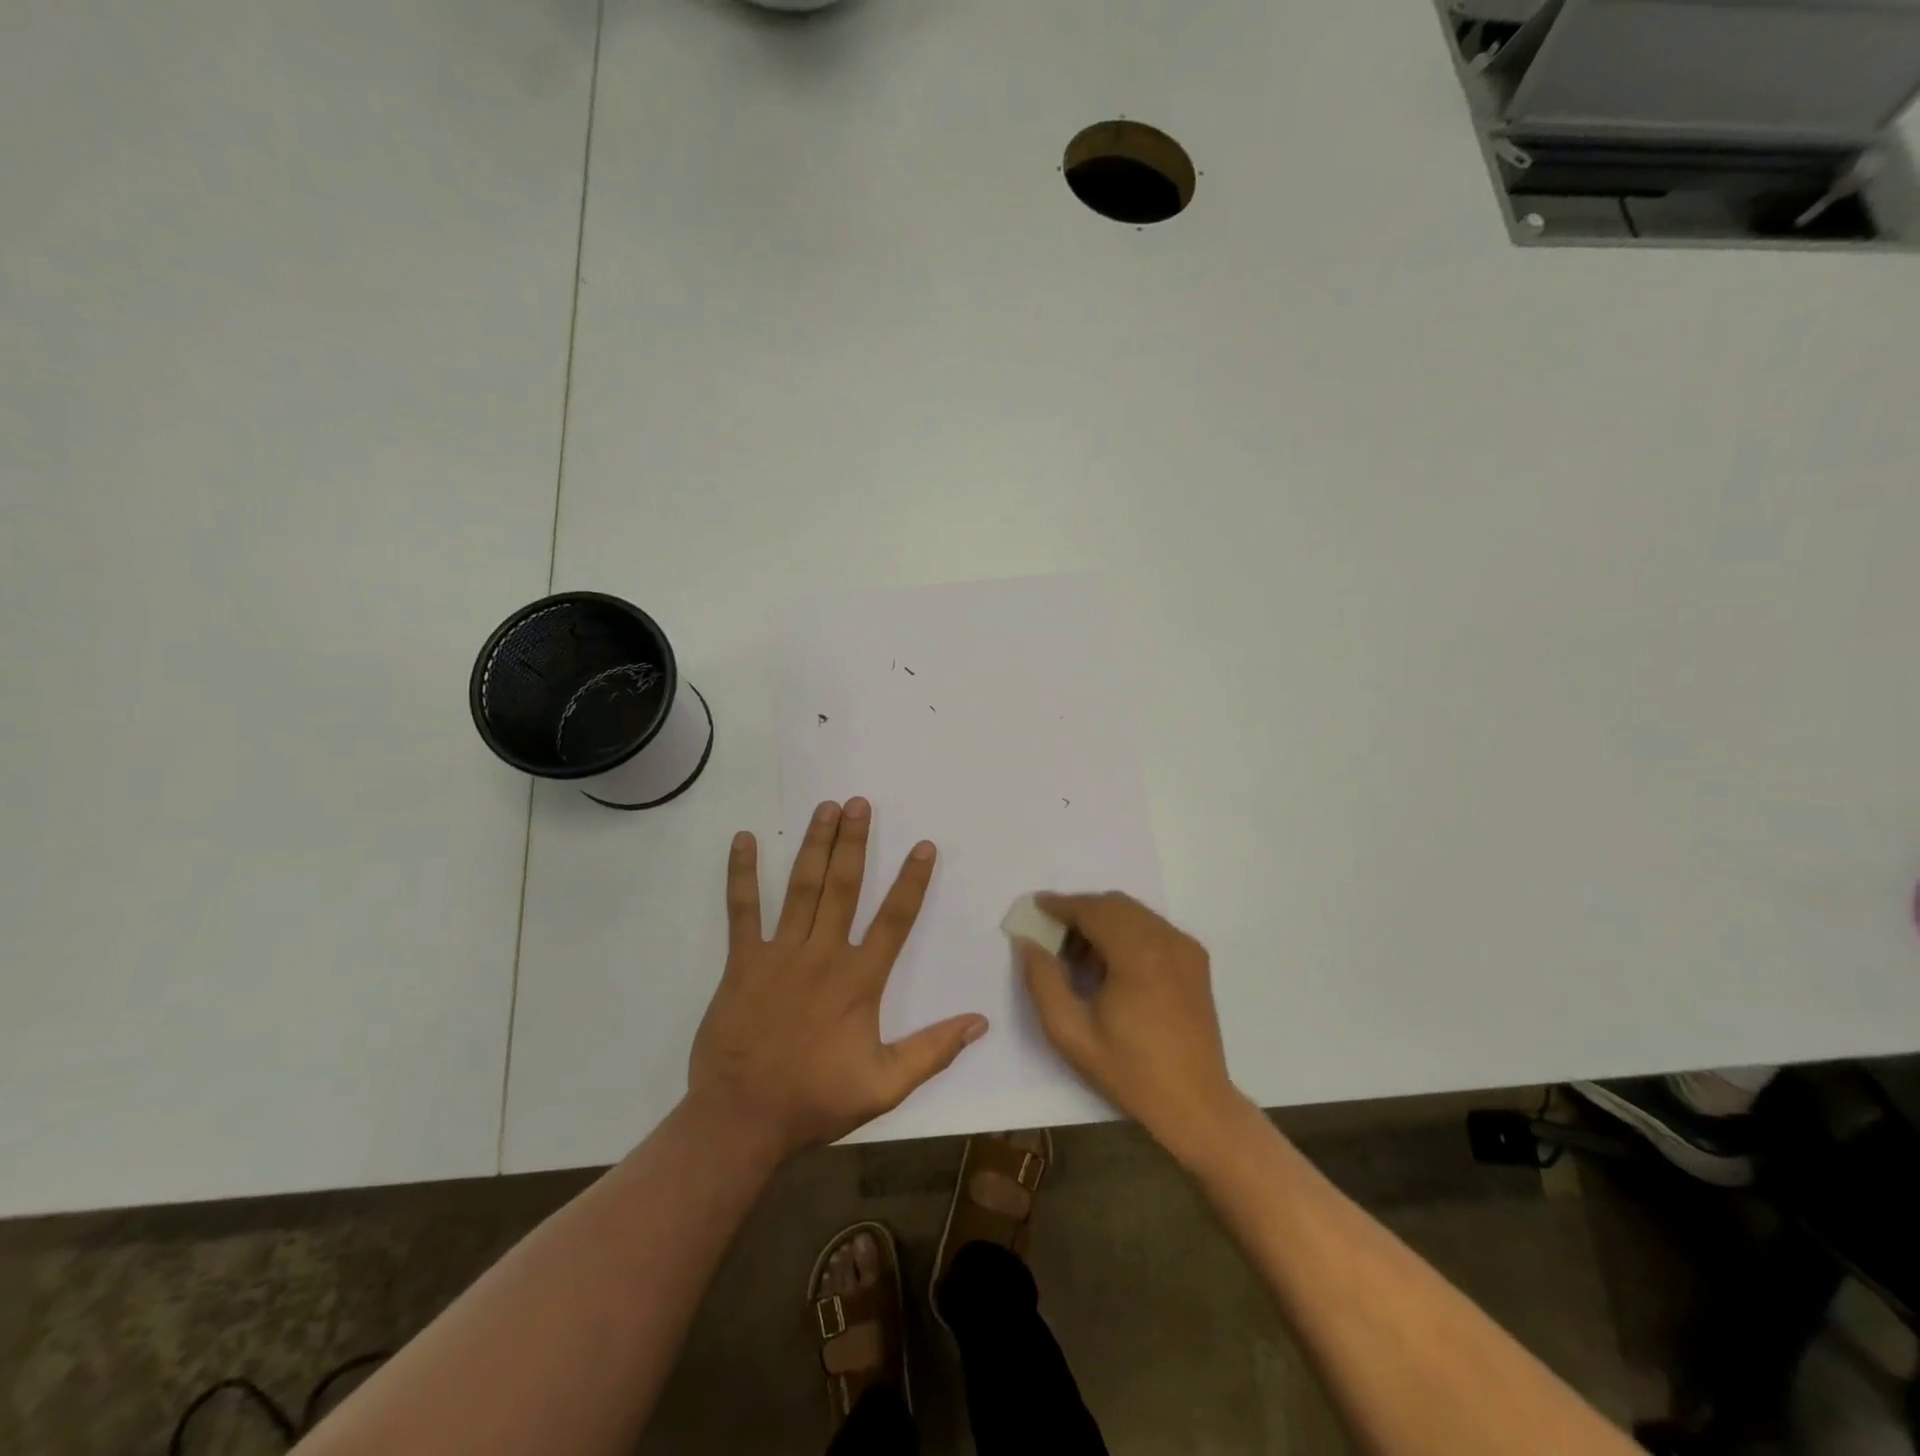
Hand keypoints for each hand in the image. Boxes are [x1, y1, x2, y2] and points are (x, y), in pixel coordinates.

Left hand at [688, 797, 987, 1158]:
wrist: (741, 1120)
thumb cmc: (815, 1101)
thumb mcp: (885, 1085)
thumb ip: (933, 1051)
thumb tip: (979, 1022)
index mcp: (858, 980)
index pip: (894, 919)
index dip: (911, 881)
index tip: (923, 845)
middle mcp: (822, 954)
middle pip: (843, 887)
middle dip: (853, 842)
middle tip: (859, 804)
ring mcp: (778, 953)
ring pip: (801, 887)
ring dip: (814, 845)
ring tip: (825, 808)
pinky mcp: (742, 961)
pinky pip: (742, 910)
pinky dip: (741, 874)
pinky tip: (744, 840)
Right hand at [1018, 892, 1248, 1165]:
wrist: (1196, 1104)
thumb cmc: (1129, 1071)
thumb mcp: (1070, 1032)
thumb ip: (1042, 980)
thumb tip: (1027, 942)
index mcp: (1138, 955)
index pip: (1093, 910)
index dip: (1061, 904)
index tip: (1035, 907)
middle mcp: (1166, 940)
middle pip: (1114, 904)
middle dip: (1079, 911)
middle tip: (1051, 934)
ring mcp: (1185, 947)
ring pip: (1133, 913)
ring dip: (1102, 920)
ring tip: (1077, 954)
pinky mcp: (1195, 959)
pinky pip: (1152, 927)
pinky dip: (1125, 931)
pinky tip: (1109, 963)